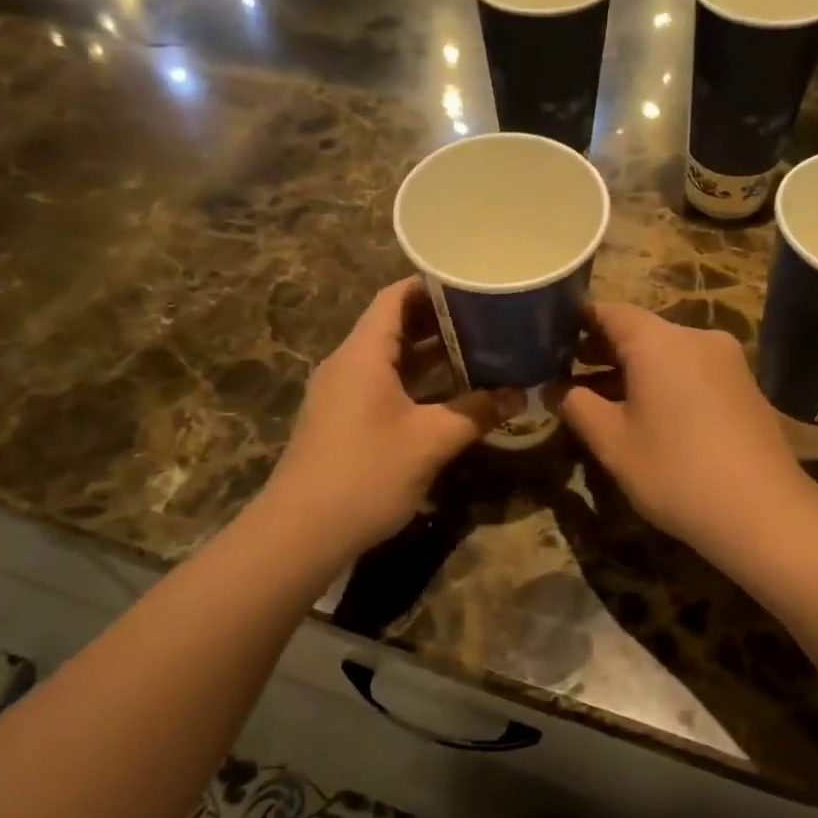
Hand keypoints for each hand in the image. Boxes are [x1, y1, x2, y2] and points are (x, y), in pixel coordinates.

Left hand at [264, 279, 518, 558]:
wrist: (299, 533)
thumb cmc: (365, 474)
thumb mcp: (429, 442)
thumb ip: (476, 413)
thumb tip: (518, 395)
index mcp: (363, 353)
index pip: (395, 297)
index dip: (432, 285)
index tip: (473, 283)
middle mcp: (348, 364)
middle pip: (394, 325)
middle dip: (440, 321)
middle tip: (488, 318)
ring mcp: (341, 394)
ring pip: (389, 359)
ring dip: (430, 354)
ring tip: (478, 350)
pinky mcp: (342, 421)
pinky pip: (382, 385)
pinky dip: (415, 382)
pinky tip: (449, 396)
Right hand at [559, 303, 812, 556]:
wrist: (764, 512)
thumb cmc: (675, 472)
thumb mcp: (613, 442)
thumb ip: (577, 406)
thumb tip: (556, 389)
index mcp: (659, 341)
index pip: (608, 311)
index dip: (575, 323)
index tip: (549, 342)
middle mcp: (695, 336)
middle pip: (638, 330)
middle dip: (600, 350)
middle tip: (565, 374)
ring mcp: (725, 359)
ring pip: (665, 352)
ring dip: (631, 369)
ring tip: (598, 399)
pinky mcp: (743, 384)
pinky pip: (690, 369)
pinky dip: (662, 381)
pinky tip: (646, 413)